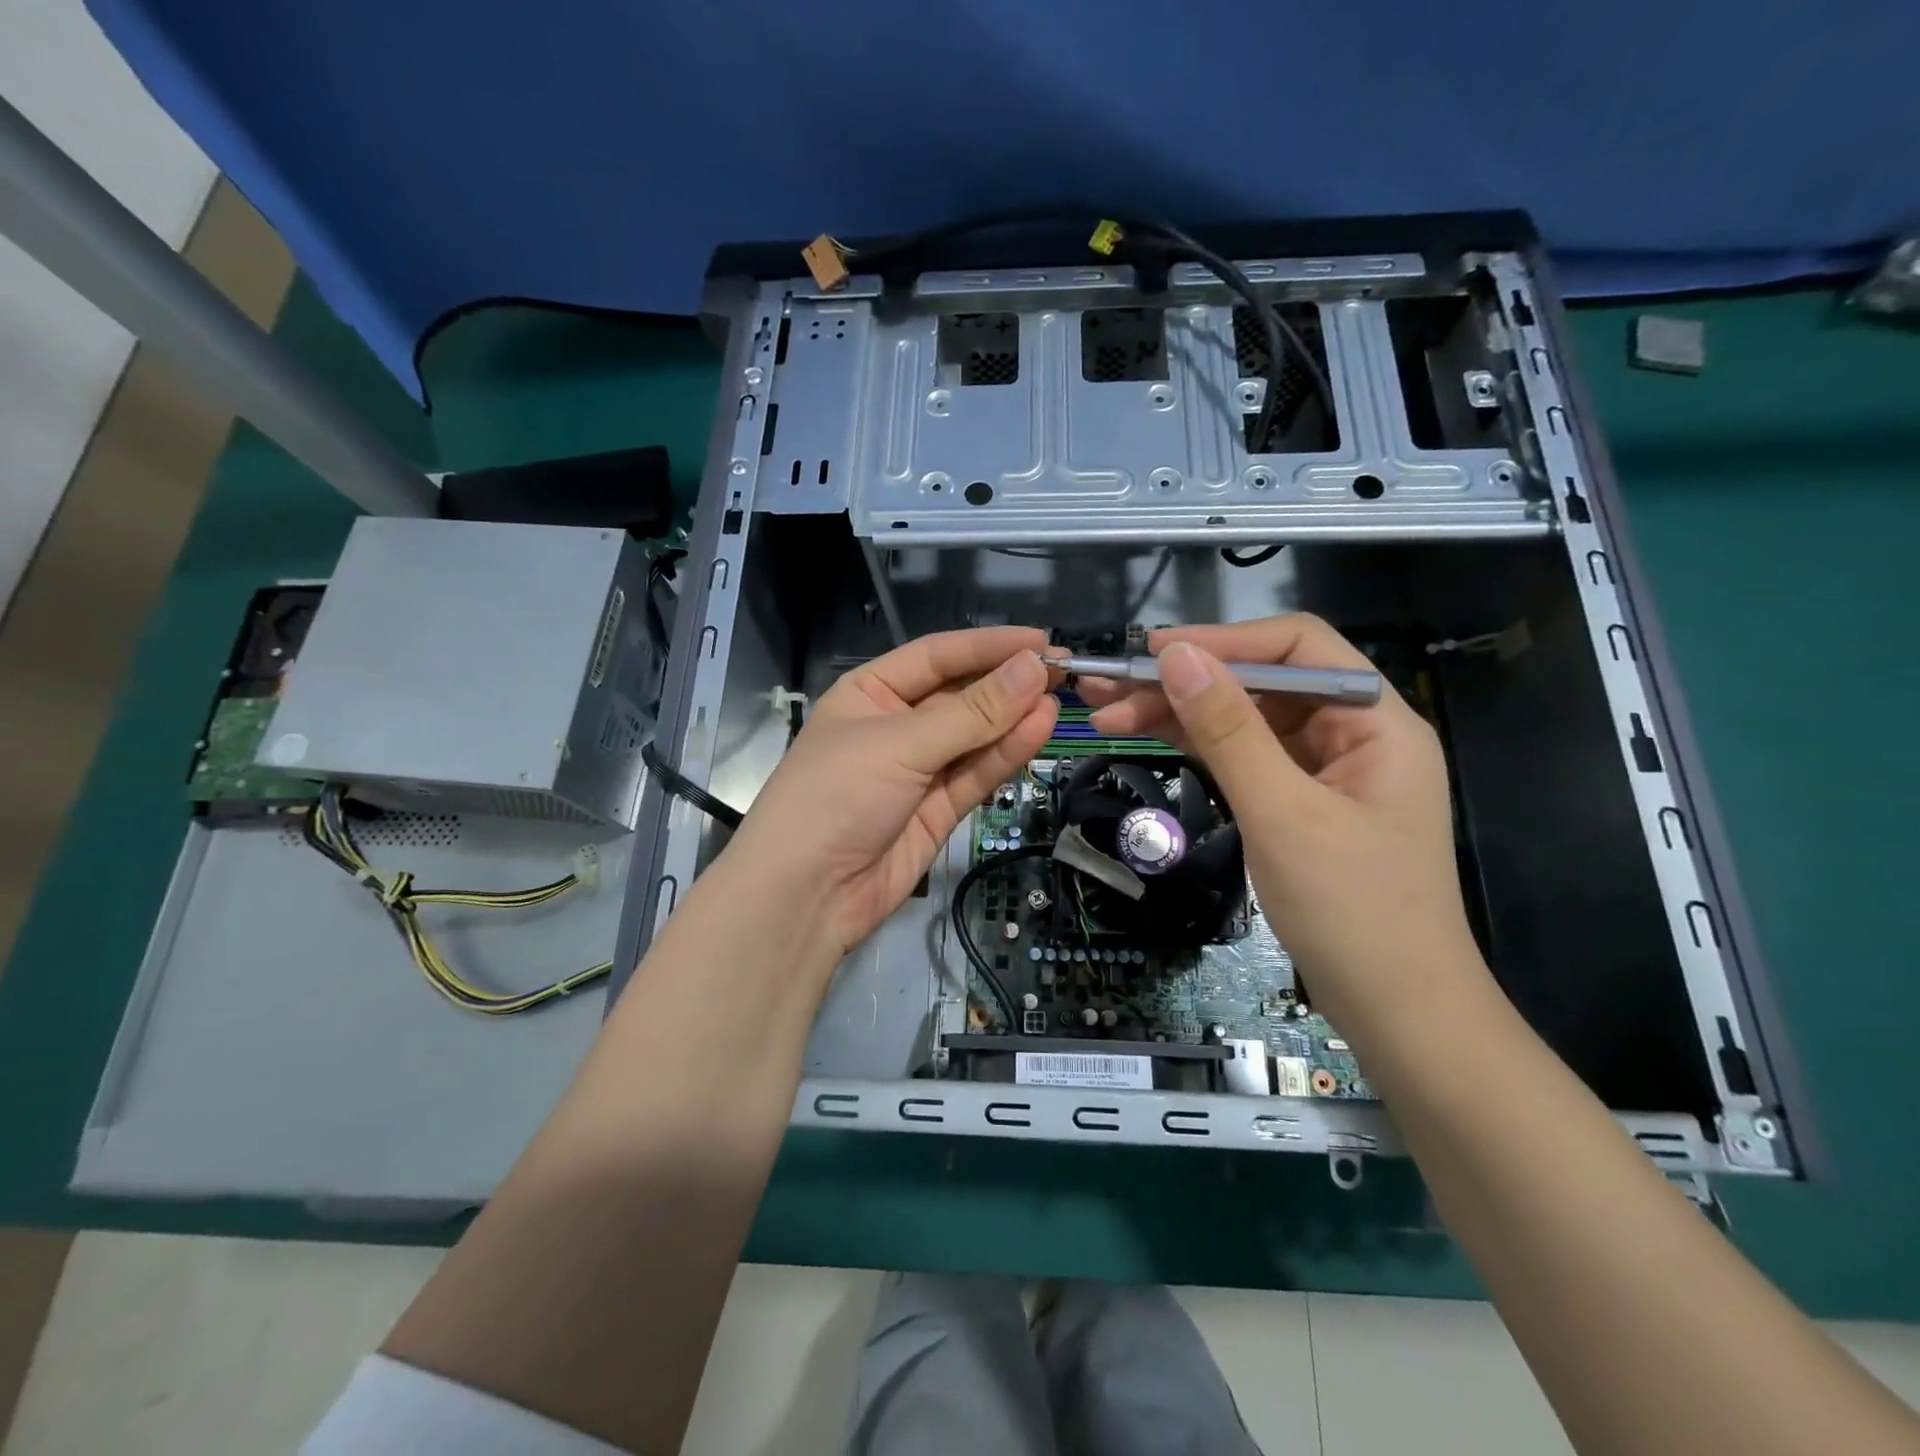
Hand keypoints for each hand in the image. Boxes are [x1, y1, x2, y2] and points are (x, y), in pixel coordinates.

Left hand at [722, 627, 1057, 961]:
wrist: (805, 895)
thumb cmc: (836, 796)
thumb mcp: (901, 744)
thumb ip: (972, 712)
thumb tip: (1033, 668)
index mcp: (870, 693)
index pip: (936, 656)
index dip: (987, 646)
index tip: (1040, 641)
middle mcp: (896, 725)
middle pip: (960, 695)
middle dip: (1007, 683)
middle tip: (1063, 671)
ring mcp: (919, 770)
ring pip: (975, 736)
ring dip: (1014, 718)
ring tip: (1060, 698)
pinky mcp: (938, 809)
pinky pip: (977, 773)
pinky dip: (1007, 753)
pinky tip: (1040, 729)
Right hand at [1076, 616, 1487, 1036]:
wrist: (1397, 1015)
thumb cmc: (1353, 912)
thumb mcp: (1282, 814)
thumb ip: (1229, 730)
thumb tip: (1176, 656)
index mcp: (1375, 721)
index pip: (1297, 647)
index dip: (1223, 640)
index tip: (1151, 653)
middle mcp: (1353, 733)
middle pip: (1262, 684)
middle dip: (1186, 683)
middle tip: (1109, 692)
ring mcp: (1326, 771)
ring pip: (1246, 721)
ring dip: (1181, 714)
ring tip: (1109, 716)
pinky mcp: (1301, 804)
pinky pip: (1245, 759)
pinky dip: (1199, 748)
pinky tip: (1151, 739)